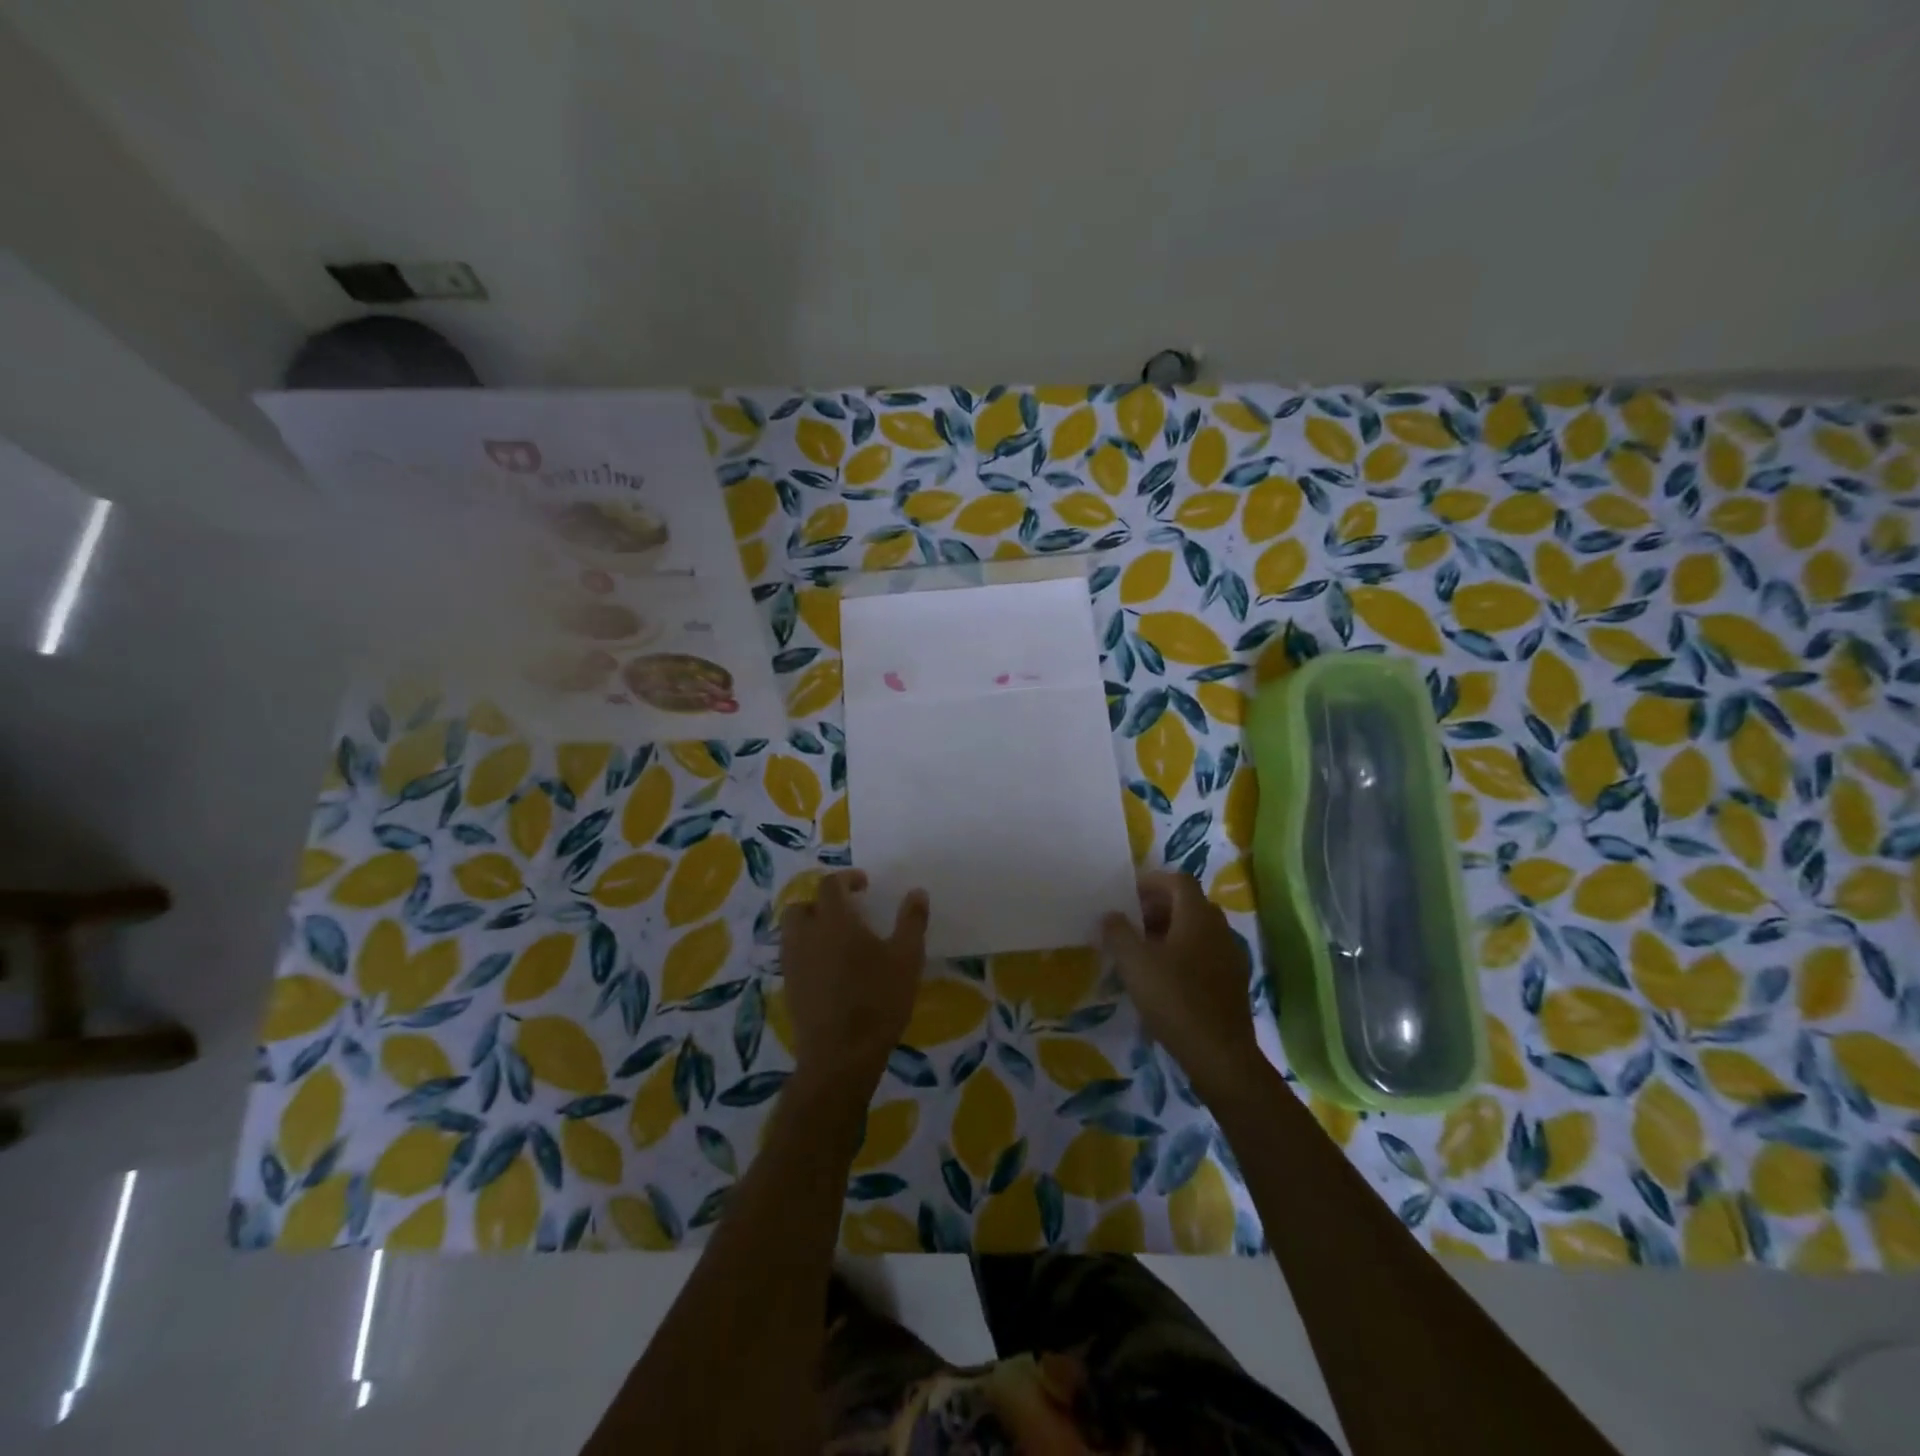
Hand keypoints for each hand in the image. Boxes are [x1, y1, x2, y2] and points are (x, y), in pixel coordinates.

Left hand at [780, 870, 928, 1090]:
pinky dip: (808, 951)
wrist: (840, 1056)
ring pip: (793, 931)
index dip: (846, 879)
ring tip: (838, 939)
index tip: (864, 885)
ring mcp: (793, 963)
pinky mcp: (789, 987)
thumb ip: (912, 921)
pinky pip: (794, 956)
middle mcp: (806, 935)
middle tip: (846, 911)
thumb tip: (917, 892)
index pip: (830, 885)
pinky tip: (831, 968)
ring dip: (812, 926)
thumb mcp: (906, 958)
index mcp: (834, 920)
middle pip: (802, 905)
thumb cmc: (878, 1000)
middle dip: (821, 902)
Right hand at [1102, 872, 1259, 1096]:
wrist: (1220, 1055)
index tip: (1127, 896)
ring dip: (1171, 932)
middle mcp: (1219, 929)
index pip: (1178, 880)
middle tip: (1131, 924)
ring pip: (1198, 930)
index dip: (1152, 882)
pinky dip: (1184, 954)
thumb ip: (1118, 933)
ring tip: (1144, 952)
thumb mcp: (1134, 963)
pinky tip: (1165, 979)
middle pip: (1189, 904)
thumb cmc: (1175, 999)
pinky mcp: (1233, 983)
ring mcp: (1231, 956)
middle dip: (1159, 908)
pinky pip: (1206, 954)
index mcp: (1198, 916)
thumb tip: (1111, 915)